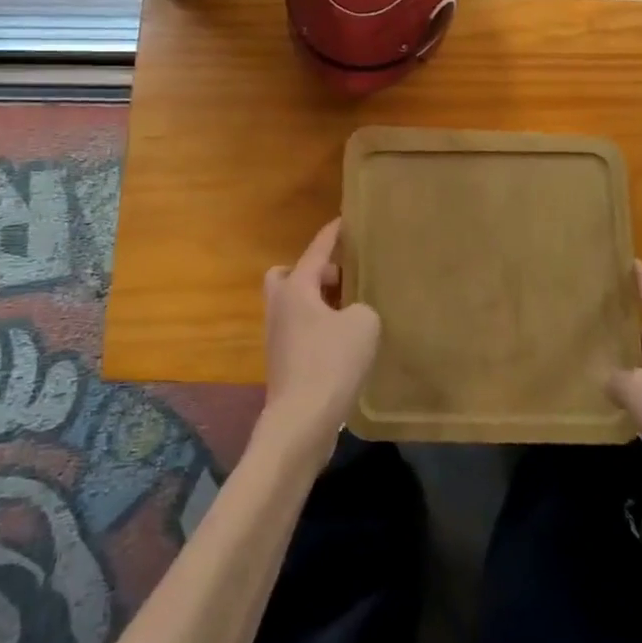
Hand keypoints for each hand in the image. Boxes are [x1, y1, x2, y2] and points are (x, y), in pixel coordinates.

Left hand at [260, 219, 379, 459]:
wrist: (300, 422)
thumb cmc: (330, 363)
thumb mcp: (363, 324)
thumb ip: (363, 307)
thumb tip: (354, 315)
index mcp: (296, 288)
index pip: (317, 250)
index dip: (332, 234)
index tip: (344, 220)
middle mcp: (280, 307)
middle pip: (289, 275)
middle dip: (315, 273)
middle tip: (344, 280)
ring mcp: (277, 337)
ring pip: (295, 305)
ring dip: (318, 303)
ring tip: (350, 311)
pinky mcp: (284, 363)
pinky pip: (301, 331)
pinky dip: (319, 328)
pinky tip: (344, 342)